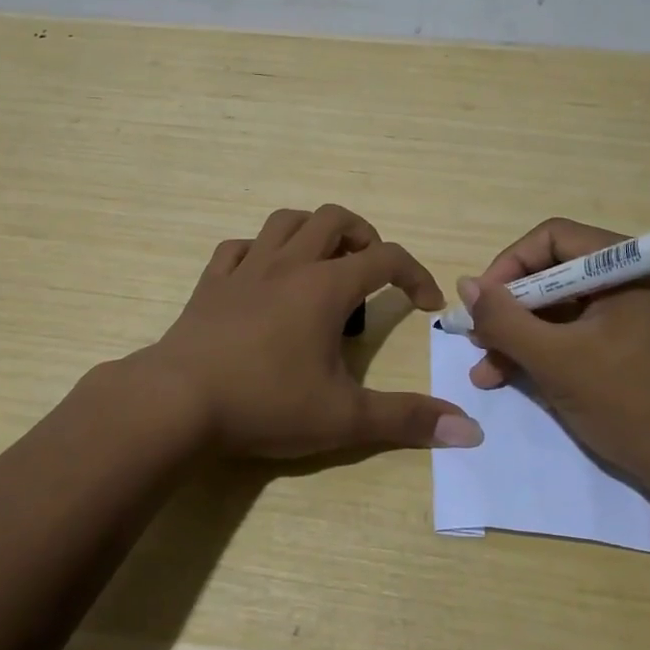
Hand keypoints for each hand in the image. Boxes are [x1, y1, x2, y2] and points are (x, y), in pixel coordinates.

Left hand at [138, 205, 482, 458]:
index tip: (427, 303)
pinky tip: (263, 275)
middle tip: (373, 270)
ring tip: (324, 262)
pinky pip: (238, 247)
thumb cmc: (266, 403)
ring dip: (313, 231)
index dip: (415, 274)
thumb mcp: (343, 418)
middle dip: (364, 236)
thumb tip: (470, 430)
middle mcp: (288, 264)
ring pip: (286, 221)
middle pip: (335, 219)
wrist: (179, 400)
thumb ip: (406, 420)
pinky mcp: (212, 282)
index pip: (385, 259)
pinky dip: (259, 250)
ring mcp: (246, 268)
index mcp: (325, 287)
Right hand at [458, 217, 649, 496]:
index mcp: (633, 266)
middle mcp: (640, 278)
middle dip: (511, 308)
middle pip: (556, 273)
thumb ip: (504, 319)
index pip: (554, 239)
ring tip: (485, 368)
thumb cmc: (632, 405)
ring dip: (522, 335)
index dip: (509, 266)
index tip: (481, 304)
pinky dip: (548, 350)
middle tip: (478, 338)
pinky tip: (512, 377)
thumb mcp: (556, 360)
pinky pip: (582, 331)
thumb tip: (465, 286)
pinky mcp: (639, 344)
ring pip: (564, 307)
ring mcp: (641, 313)